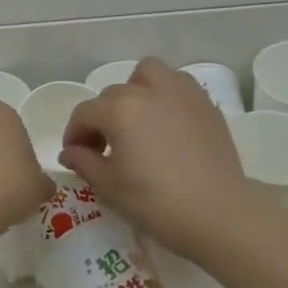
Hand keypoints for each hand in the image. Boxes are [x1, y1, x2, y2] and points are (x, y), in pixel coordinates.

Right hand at [59, 59, 252, 257]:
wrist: (217, 214)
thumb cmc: (155, 202)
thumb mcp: (109, 187)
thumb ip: (83, 162)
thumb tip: (70, 152)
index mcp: (120, 110)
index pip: (85, 113)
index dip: (74, 134)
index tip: (75, 156)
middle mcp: (149, 91)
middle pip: (114, 94)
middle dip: (103, 116)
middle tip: (106, 147)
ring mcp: (182, 94)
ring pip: (149, 74)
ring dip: (136, 90)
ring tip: (137, 121)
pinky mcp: (206, 105)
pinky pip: (178, 86)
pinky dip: (165, 96)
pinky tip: (166, 125)